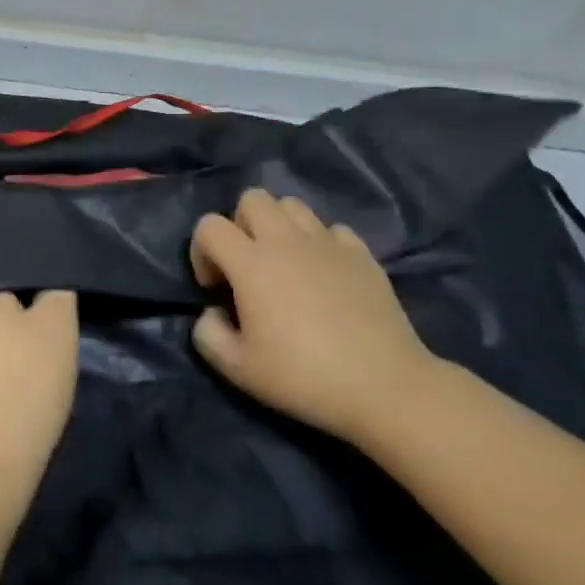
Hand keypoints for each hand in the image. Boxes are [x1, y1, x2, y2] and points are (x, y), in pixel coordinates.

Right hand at [189, 190, 438, 442]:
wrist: (383, 386)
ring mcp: (328, 242)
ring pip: (292, 205)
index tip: (214, 287)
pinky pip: (332, 229)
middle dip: (240, 225)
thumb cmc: (303, 376)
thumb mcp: (237, 369)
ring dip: (278, 227)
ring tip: (284, 265)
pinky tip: (324, 275)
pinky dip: (320, 244)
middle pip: (252, 199)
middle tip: (247, 266)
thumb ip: (208, 334)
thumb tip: (213, 311)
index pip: (209, 225)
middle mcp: (286, 240)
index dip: (201, 251)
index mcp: (251, 263)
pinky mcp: (362, 253)